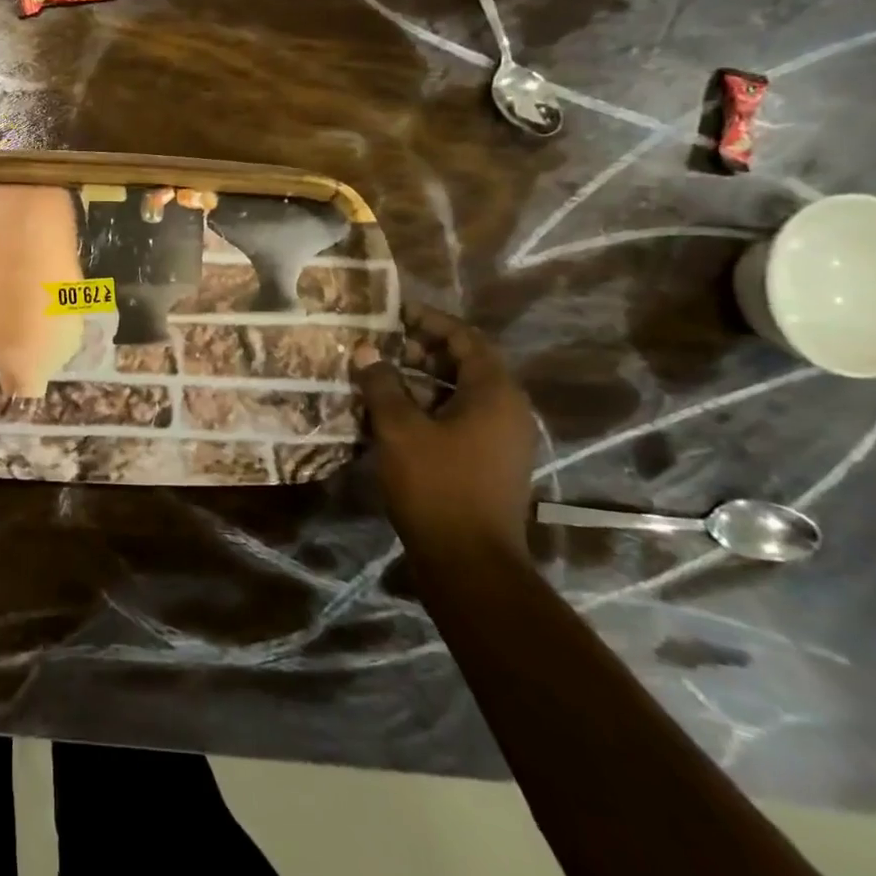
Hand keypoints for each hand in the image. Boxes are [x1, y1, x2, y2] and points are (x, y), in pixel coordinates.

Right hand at [354, 306, 537, 558]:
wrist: (470, 562)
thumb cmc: (437, 486)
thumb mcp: (400, 430)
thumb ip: (382, 385)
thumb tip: (368, 351)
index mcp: (495, 393)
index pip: (466, 338)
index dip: (430, 321)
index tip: (395, 313)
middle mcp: (507, 410)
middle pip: (466, 364)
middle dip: (423, 350)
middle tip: (383, 345)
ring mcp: (500, 440)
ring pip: (460, 394)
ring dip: (422, 381)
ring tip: (379, 376)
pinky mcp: (488, 463)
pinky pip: (459, 419)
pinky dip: (428, 408)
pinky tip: (392, 415)